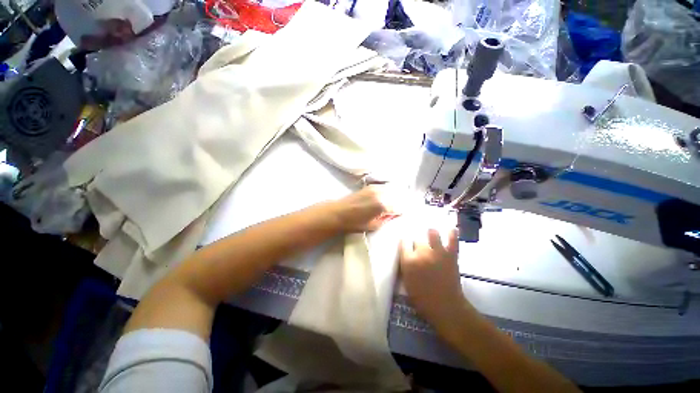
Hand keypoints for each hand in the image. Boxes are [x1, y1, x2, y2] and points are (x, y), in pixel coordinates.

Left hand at [331, 185, 400, 232]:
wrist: (339, 213)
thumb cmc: (355, 223)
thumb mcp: (374, 226)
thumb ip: (387, 219)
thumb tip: (395, 214)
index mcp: (382, 205)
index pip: (399, 207)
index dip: (400, 212)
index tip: (399, 215)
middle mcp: (380, 194)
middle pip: (397, 196)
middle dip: (400, 202)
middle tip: (398, 208)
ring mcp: (375, 188)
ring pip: (391, 189)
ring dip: (394, 195)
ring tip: (393, 202)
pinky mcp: (370, 186)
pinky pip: (384, 187)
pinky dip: (387, 191)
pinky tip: (385, 197)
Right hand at [400, 228, 470, 335]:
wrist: (446, 307)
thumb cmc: (422, 298)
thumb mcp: (407, 282)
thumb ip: (405, 265)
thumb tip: (407, 254)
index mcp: (408, 261)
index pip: (403, 242)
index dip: (405, 242)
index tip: (406, 244)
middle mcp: (421, 253)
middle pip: (417, 239)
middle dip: (418, 243)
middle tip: (420, 248)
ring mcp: (437, 252)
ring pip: (432, 233)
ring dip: (431, 234)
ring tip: (432, 235)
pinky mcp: (451, 255)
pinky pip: (452, 240)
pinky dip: (452, 234)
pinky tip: (451, 229)